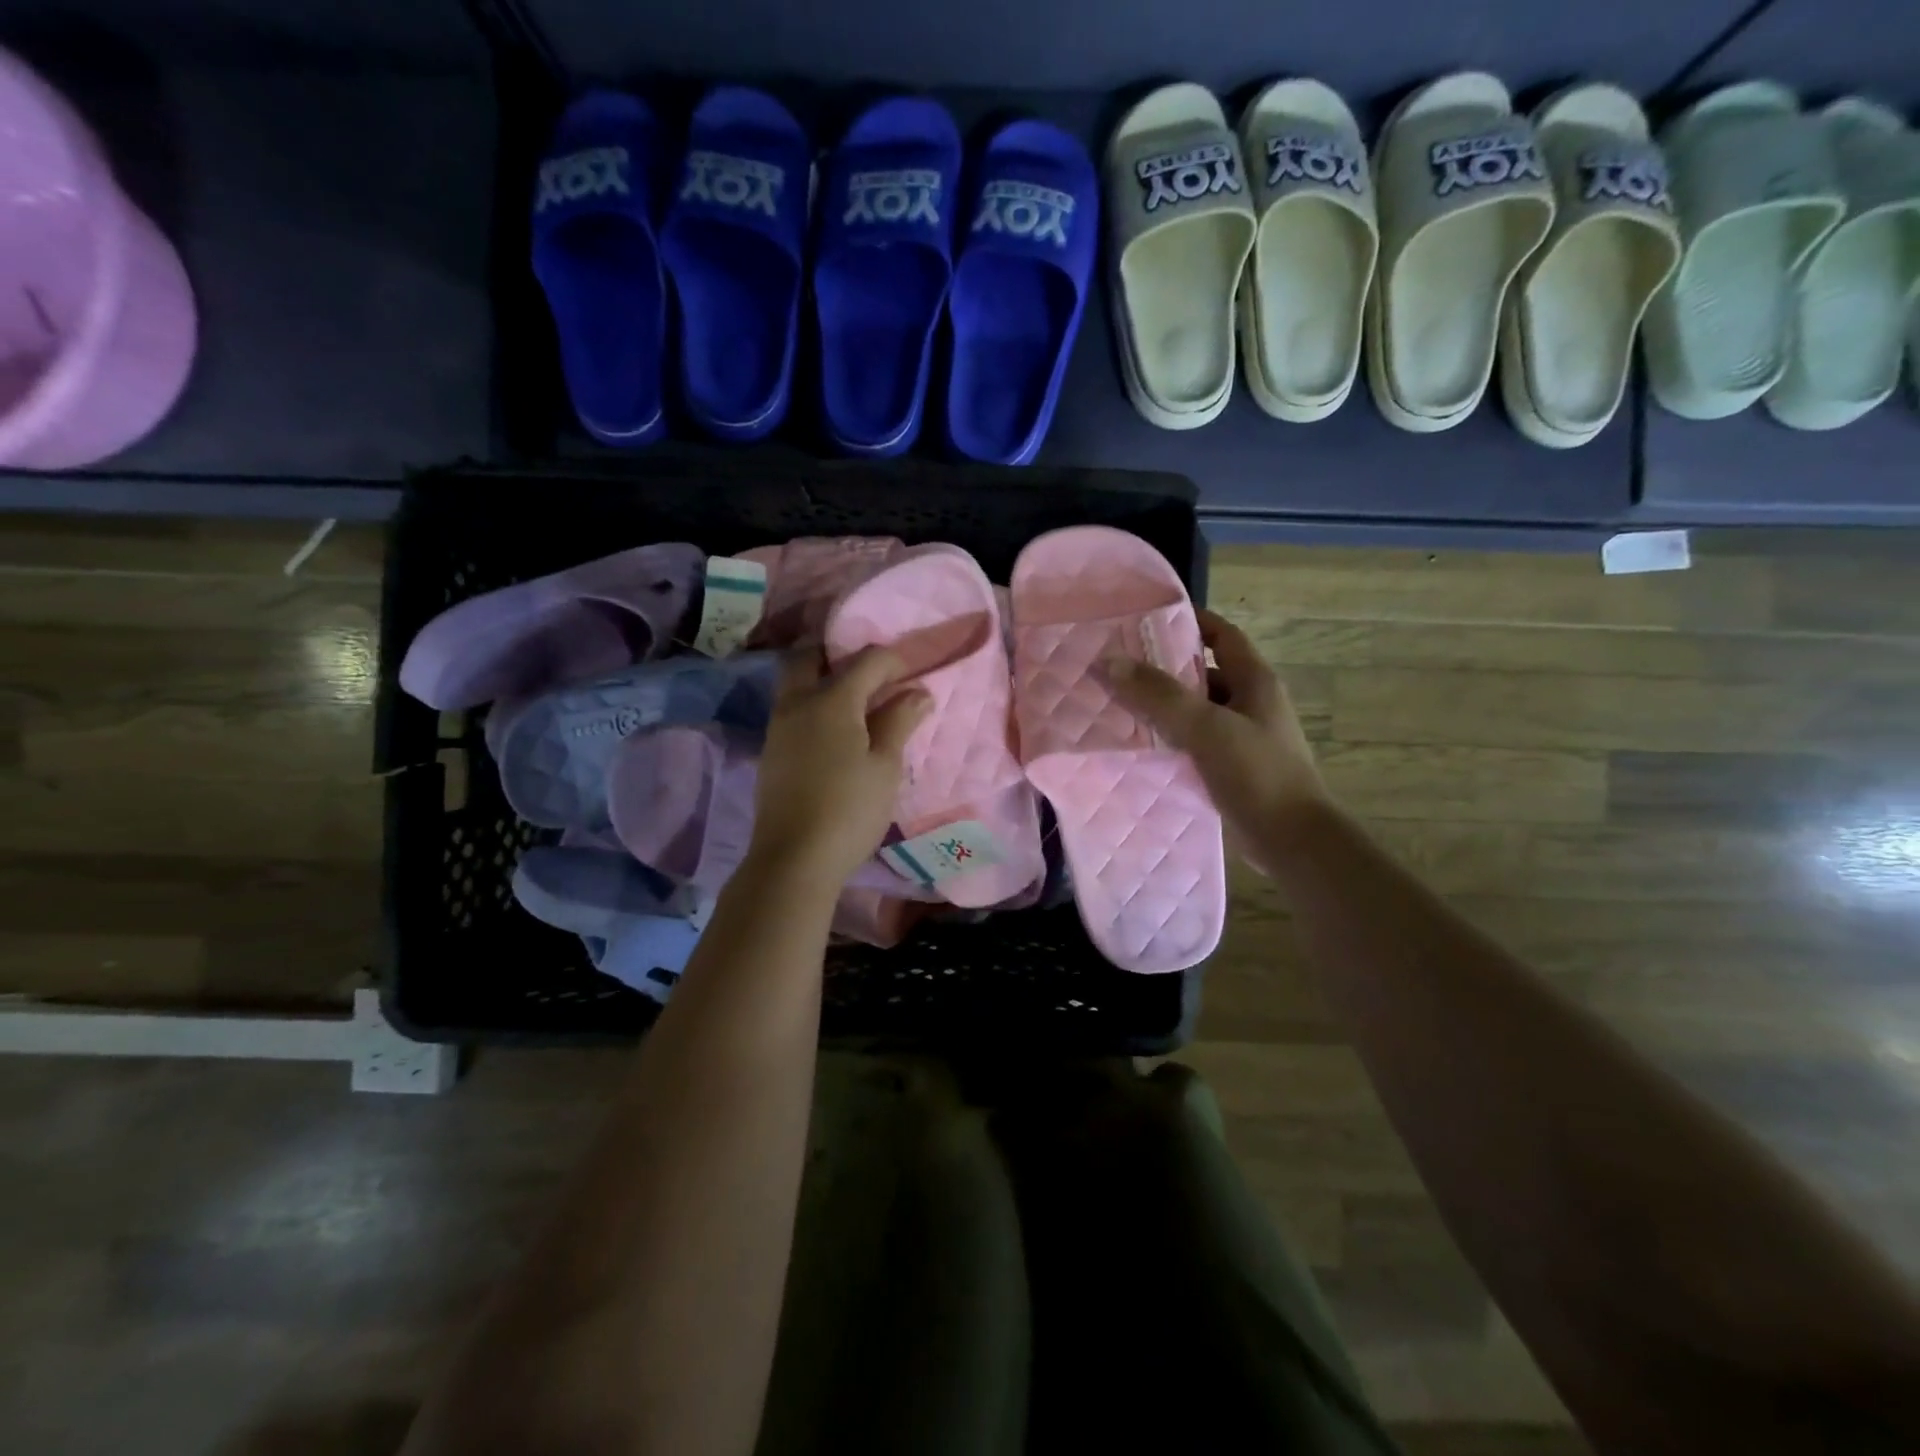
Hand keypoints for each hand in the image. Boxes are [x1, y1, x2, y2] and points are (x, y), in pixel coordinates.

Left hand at [748, 647, 930, 884]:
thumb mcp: (885, 767)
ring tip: (856, 703)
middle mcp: (798, 703)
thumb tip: (918, 693)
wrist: (794, 859)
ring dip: (822, 679)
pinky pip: (791, 709)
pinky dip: (813, 705)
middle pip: (809, 657)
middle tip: (868, 672)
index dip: (894, 660)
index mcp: (832, 701)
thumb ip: (899, 722)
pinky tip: (835, 732)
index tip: (913, 674)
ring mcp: (778, 727)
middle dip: (838, 654)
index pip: (866, 661)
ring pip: (795, 683)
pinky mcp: (771, 751)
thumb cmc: (850, 810)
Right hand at [1105, 609, 1329, 855]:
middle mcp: (1251, 704)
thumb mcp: (1206, 728)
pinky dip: (1169, 740)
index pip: (1223, 635)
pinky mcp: (1231, 769)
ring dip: (1163, 708)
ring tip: (1117, 704)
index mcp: (1255, 681)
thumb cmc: (1258, 774)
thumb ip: (1158, 695)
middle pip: (1204, 673)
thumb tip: (1108, 662)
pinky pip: (1194, 743)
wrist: (1293, 842)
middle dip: (1164, 668)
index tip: (1146, 619)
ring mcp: (1243, 738)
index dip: (1191, 621)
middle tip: (1119, 665)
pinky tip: (1138, 746)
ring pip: (1196, 711)